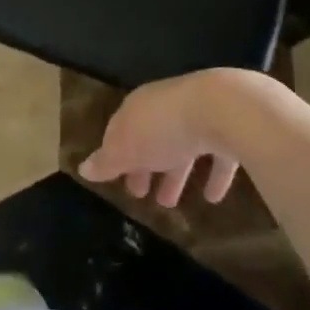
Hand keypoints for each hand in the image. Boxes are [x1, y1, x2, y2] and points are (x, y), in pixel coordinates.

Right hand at [79, 69, 271, 208]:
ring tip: (168, 203)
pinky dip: (212, 176)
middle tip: (138, 194)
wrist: (221, 109)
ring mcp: (197, 117)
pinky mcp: (226, 130)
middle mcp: (164, 107)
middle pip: (149, 139)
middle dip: (143, 166)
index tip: (114, 179)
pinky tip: (212, 198)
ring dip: (173, 174)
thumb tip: (83, 169)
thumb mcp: (127, 149)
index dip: (114, 156)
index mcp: (137, 107)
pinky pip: (216, 156)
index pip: (119, 130)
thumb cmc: (163, 128)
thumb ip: (107, 161)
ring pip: (180, 148)